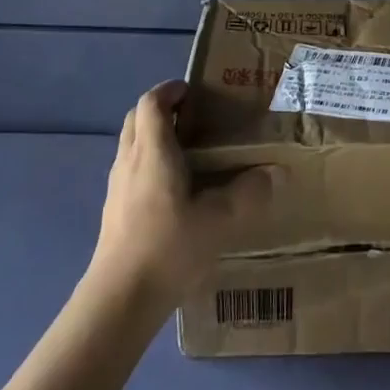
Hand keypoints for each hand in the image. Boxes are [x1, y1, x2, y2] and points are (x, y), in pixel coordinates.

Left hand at [90, 80, 277, 304]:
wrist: (119, 299)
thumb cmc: (168, 247)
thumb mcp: (219, 220)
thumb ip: (248, 193)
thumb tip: (276, 172)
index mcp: (152, 151)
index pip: (152, 102)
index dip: (169, 90)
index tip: (193, 92)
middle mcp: (129, 160)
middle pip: (137, 118)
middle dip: (161, 110)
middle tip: (192, 118)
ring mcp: (117, 186)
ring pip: (131, 144)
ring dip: (153, 137)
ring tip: (186, 152)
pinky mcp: (113, 210)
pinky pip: (129, 170)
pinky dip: (147, 163)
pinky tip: (171, 191)